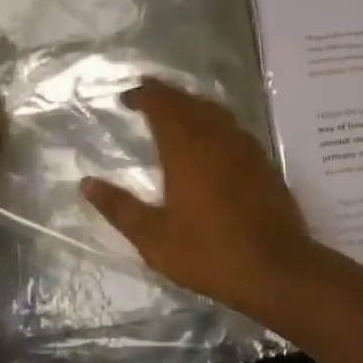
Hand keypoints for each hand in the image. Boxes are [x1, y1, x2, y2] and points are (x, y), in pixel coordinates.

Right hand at [79, 79, 318, 317]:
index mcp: (186, 148)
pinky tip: (207, 139)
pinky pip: (231, 126)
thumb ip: (120, 207)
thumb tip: (87, 183)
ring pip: (213, 110)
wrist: (275, 267)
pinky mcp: (261, 160)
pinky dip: (212, 121)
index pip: (162, 104)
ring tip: (173, 112)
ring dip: (190, 104)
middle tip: (145, 95)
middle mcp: (216, 136)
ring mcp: (244, 146)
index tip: (126, 98)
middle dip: (165, 94)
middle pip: (188, 101)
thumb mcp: (154, 238)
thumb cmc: (209, 252)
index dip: (143, 95)